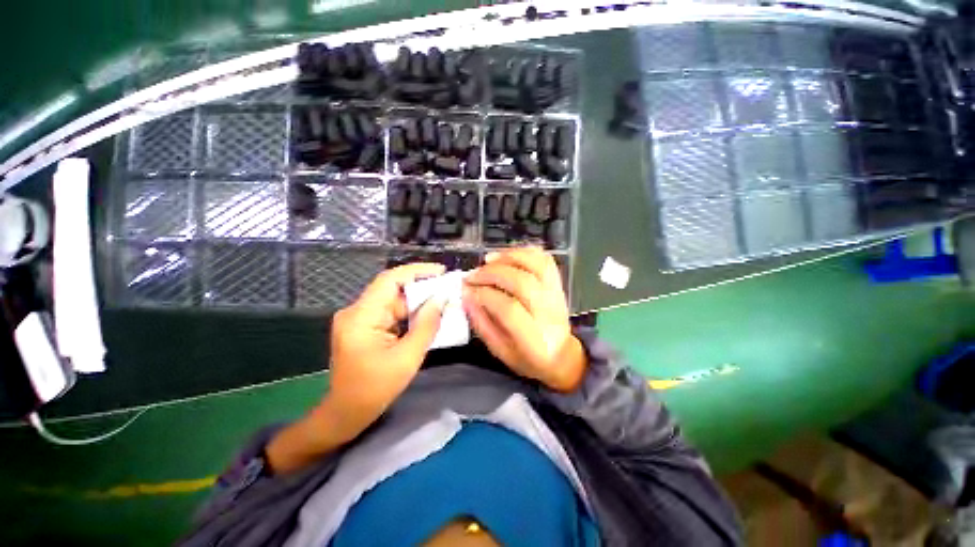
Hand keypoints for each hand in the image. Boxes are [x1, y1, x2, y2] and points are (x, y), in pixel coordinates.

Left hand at [326, 262, 447, 436]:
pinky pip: (391, 312)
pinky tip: (427, 315)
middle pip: (393, 289)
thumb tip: (441, 299)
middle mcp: (356, 311)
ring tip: (443, 301)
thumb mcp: (407, 358)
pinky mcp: (364, 326)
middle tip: (448, 289)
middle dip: (422, 287)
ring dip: (417, 301)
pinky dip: (409, 312)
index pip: (389, 280)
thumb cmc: (374, 390)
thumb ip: (426, 325)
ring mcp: (359, 318)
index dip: (417, 271)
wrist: (345, 413)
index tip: (441, 271)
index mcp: (361, 317)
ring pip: (394, 300)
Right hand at [463, 247, 585, 391]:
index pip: (509, 309)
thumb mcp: (500, 351)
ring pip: (536, 265)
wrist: (562, 355)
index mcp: (535, 339)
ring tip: (488, 261)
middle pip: (522, 283)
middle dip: (492, 274)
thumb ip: (482, 323)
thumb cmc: (528, 358)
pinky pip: (545, 260)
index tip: (467, 290)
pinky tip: (507, 255)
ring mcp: (556, 295)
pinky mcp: (558, 284)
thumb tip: (467, 296)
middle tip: (473, 275)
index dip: (485, 295)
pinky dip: (524, 252)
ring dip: (508, 258)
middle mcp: (549, 313)